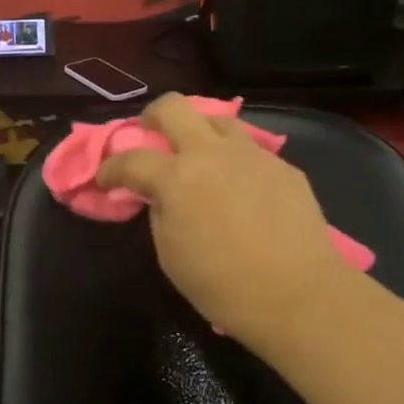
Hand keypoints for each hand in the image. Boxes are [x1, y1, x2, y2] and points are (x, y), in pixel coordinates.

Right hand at [94, 93, 357, 348]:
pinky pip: (250, 150)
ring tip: (200, 158)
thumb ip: (160, 213)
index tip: (104, 179)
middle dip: (152, 117)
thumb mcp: (171, 255)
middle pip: (173, 107)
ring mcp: (252, 155)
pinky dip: (234, 160)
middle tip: (149, 136)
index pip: (130, 160)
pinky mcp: (283, 167)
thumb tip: (161, 196)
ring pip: (218, 120)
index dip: (109, 168)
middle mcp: (212, 153)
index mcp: (177, 178)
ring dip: (199, 133)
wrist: (298, 295)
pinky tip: (240, 187)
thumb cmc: (223, 285)